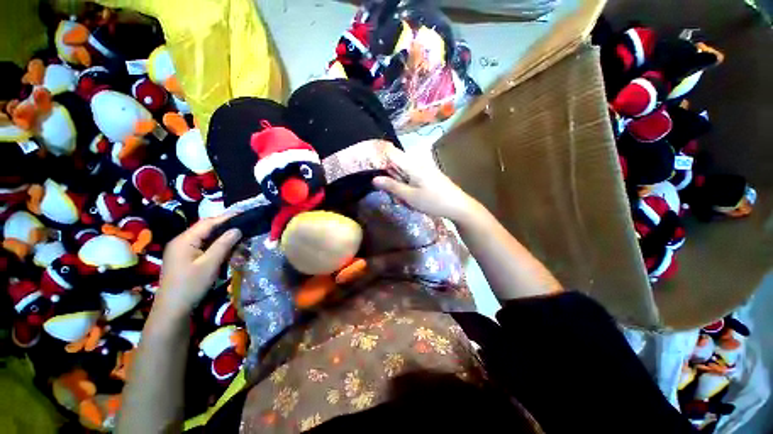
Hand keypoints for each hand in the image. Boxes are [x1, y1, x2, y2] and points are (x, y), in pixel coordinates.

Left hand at [155, 215, 241, 317]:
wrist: (172, 309)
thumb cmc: (191, 285)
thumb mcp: (210, 264)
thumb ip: (223, 244)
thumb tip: (237, 229)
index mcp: (184, 240)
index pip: (208, 223)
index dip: (226, 218)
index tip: (244, 214)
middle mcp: (181, 241)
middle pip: (206, 229)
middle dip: (225, 226)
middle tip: (244, 225)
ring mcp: (181, 250)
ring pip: (205, 237)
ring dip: (222, 236)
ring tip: (239, 235)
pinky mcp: (185, 258)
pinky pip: (203, 246)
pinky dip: (216, 245)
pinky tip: (227, 247)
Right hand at [373, 146, 480, 222]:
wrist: (458, 205)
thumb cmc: (433, 201)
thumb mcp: (410, 196)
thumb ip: (392, 186)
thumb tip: (374, 179)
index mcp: (412, 164)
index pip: (391, 152)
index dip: (378, 155)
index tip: (367, 164)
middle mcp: (417, 161)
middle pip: (396, 160)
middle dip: (386, 170)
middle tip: (379, 183)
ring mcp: (424, 167)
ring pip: (403, 167)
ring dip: (395, 177)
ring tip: (392, 190)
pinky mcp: (428, 173)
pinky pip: (410, 173)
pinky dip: (404, 180)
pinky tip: (405, 191)